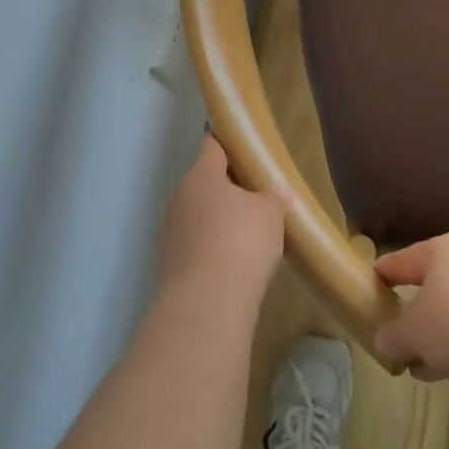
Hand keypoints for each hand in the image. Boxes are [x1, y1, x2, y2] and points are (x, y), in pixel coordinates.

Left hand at [157, 135, 285, 305]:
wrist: (206, 305)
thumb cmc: (241, 242)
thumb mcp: (270, 212)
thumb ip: (274, 197)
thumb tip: (276, 193)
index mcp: (201, 176)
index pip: (212, 146)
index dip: (229, 143)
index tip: (247, 147)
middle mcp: (179, 199)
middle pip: (205, 183)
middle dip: (229, 187)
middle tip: (259, 195)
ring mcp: (171, 234)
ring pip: (200, 216)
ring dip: (221, 221)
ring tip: (251, 234)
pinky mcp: (171, 266)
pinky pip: (197, 246)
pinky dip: (214, 249)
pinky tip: (237, 263)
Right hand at [372, 233, 448, 387]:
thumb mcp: (413, 333)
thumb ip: (392, 337)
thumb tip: (385, 342)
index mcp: (440, 250)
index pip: (399, 262)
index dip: (380, 277)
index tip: (365, 291)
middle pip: (429, 286)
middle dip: (412, 315)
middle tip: (394, 338)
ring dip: (437, 336)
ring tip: (419, 366)